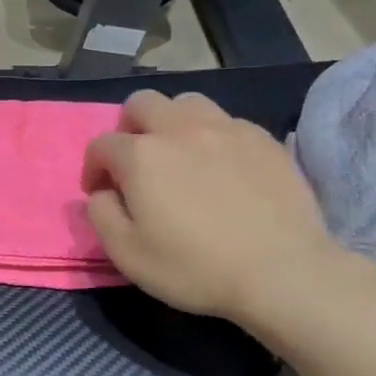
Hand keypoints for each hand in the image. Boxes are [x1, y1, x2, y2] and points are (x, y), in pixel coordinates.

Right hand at [82, 90, 341, 322]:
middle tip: (136, 162)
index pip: (102, 144)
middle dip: (129, 127)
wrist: (282, 273)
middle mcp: (180, 129)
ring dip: (172, 122)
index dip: (93, 168)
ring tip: (179, 154)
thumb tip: (102, 192)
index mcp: (141, 156)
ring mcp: (227, 129)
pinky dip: (213, 136)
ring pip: (187, 102)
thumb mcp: (127, 253)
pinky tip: (222, 166)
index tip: (101, 192)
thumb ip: (101, 214)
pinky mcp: (264, 139)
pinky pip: (227, 122)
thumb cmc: (195, 268)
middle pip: (142, 103)